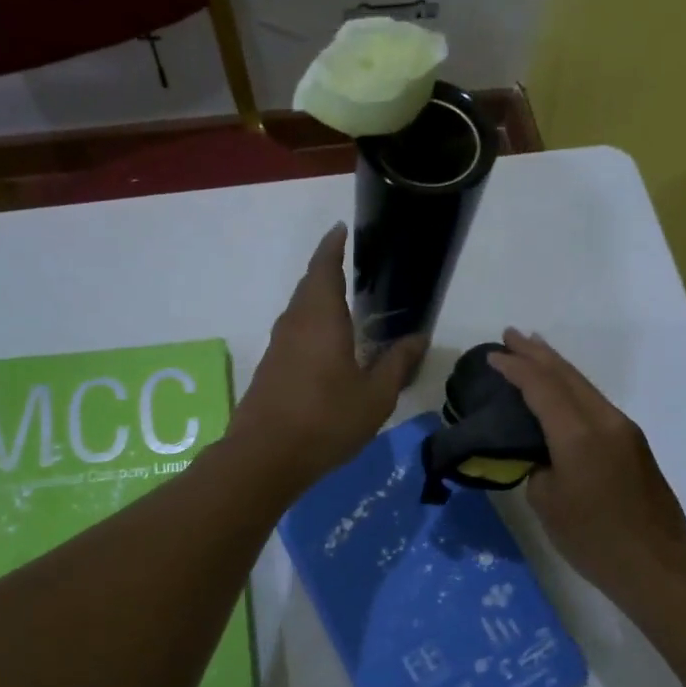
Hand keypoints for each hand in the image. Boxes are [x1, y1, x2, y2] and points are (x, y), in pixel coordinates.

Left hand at [231, 224, 425, 488]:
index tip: (341, 229)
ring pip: (299, 309)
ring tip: (342, 301)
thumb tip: (420, 338)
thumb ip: (397, 364)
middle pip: (309, 285)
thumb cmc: (326, 420)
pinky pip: (294, 331)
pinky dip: (310, 323)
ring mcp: (278, 346)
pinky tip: (325, 343)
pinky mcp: (270, 368)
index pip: (325, 268)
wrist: (265, 457)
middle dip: (326, 270)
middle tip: (349, 263)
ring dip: (317, 298)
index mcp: (321, 318)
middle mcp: (295, 323)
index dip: (333, 246)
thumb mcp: (375, 396)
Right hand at [488, 330, 685, 608]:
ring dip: (556, 366)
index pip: (541, 388)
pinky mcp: (633, 442)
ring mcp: (623, 429)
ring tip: (533, 349)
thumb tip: (543, 454)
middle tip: (510, 335)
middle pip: (566, 376)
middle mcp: (604, 421)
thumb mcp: (548, 505)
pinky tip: (561, 389)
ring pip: (584, 385)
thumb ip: (538, 467)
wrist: (657, 563)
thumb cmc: (594, 539)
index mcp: (578, 435)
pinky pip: (595, 402)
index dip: (515, 368)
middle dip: (536, 353)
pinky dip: (572, 387)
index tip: (493, 356)